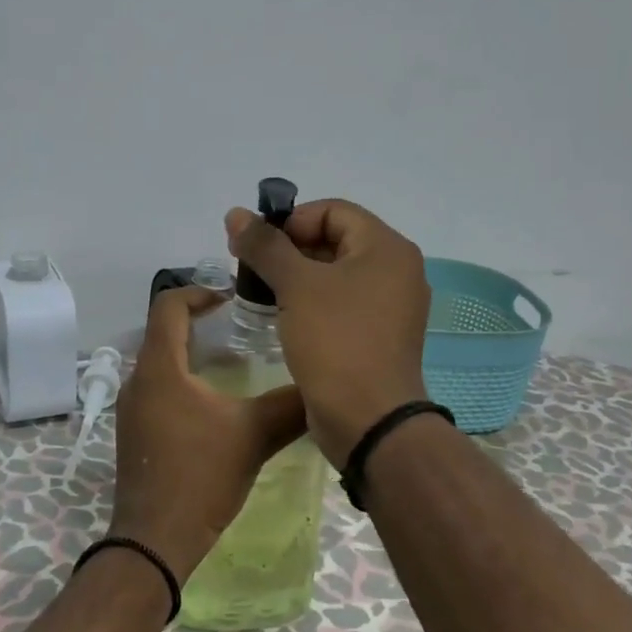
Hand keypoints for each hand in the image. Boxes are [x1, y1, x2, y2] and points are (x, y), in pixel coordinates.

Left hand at [108, 286, 308, 583]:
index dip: (199, 292)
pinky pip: (158, 390)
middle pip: (163, 332)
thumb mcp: (253, 435)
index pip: (168, 305)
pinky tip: (214, 405)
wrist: (154, 541)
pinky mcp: (134, 434)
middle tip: (239, 328)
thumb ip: (288, 406)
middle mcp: (138, 381)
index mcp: (159, 368)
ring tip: (233, 364)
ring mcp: (132, 410)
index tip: (231, 299)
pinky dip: (184, 382)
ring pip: (161, 364)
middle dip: (199, 323)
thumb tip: (320, 386)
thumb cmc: (200, 477)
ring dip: (192, 355)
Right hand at [225, 198, 430, 467]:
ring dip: (295, 277)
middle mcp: (395, 270)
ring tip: (260, 293)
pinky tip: (281, 317)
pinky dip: (310, 303)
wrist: (369, 421)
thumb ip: (265, 245)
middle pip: (334, 240)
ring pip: (334, 274)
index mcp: (387, 248)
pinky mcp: (377, 335)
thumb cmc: (336, 341)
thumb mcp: (296, 286)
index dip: (291, 221)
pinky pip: (340, 304)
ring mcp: (389, 306)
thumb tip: (236, 214)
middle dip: (288, 249)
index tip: (257, 246)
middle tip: (250, 269)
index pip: (333, 210)